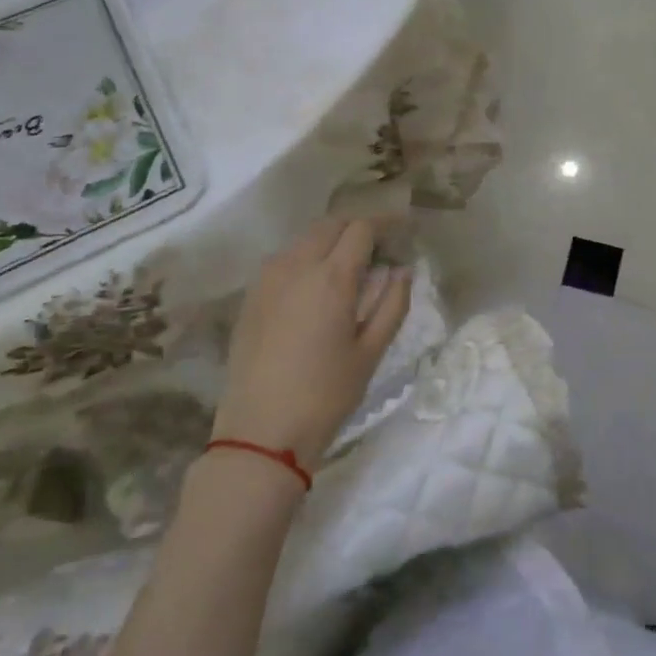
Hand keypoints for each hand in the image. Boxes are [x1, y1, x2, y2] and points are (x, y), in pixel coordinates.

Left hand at [210, 219, 411, 471]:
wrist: (260, 432)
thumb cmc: (325, 395)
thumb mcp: (371, 352)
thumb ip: (393, 304)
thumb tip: (403, 269)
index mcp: (331, 277)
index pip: (362, 228)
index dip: (386, 224)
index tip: (403, 230)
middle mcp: (296, 265)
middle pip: (330, 224)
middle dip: (358, 227)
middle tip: (380, 248)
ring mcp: (268, 278)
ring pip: (305, 239)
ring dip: (331, 240)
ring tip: (351, 267)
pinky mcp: (251, 295)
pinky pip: (285, 259)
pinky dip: (307, 257)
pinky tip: (317, 286)